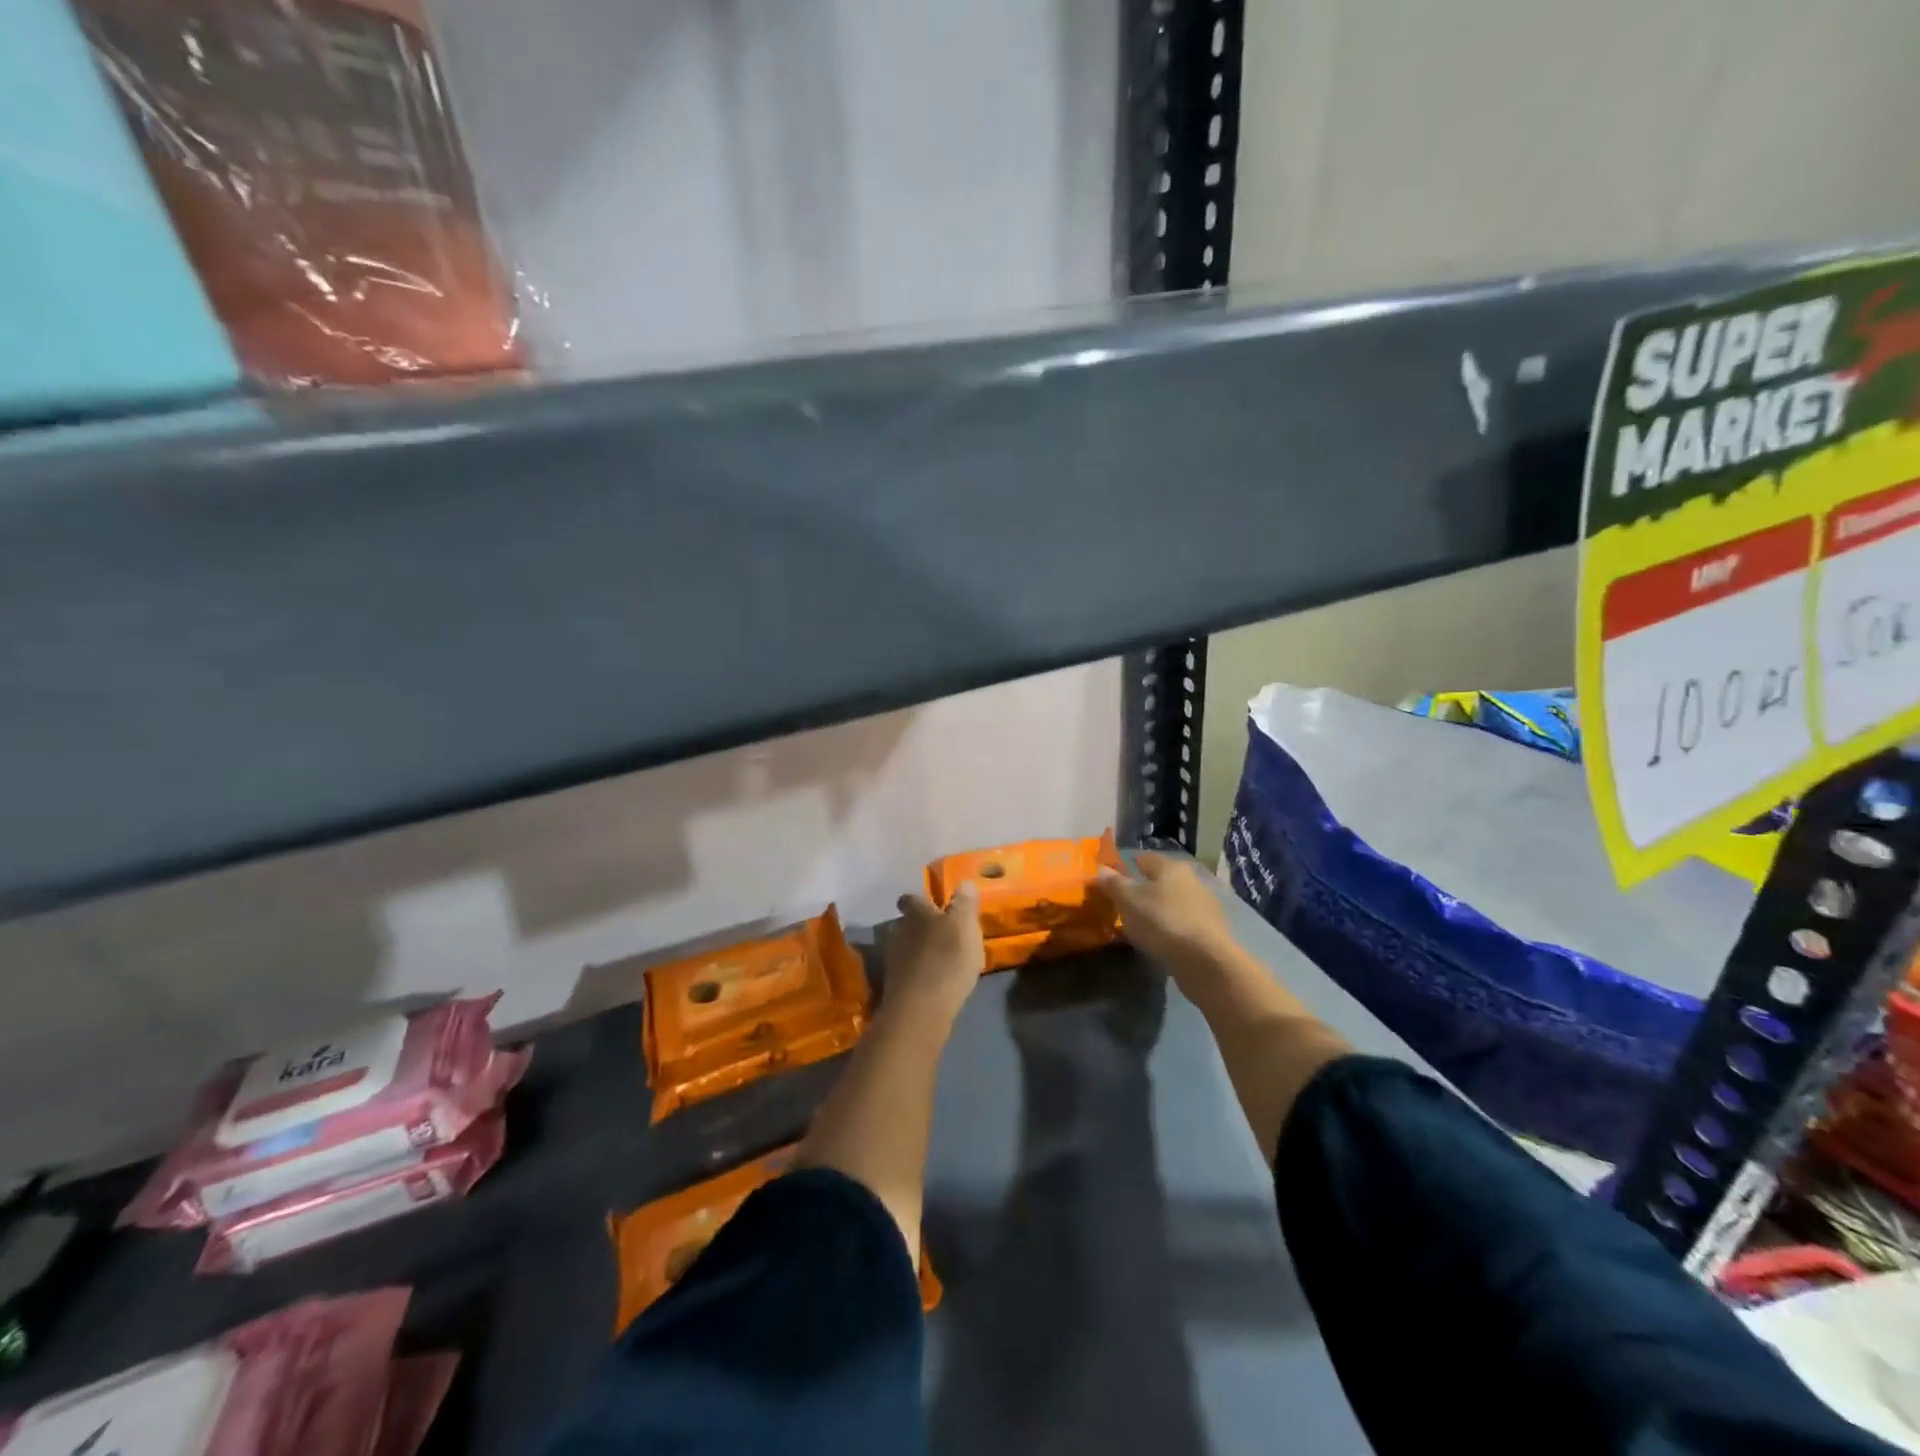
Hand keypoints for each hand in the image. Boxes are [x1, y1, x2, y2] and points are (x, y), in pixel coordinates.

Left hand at [882, 883, 983, 1030]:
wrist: (921, 1009)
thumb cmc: (946, 958)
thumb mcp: (964, 925)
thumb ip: (964, 903)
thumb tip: (964, 883)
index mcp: (916, 913)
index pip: (911, 899)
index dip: (920, 900)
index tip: (931, 904)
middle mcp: (899, 931)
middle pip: (907, 924)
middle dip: (922, 927)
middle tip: (943, 933)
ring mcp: (893, 960)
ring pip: (907, 948)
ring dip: (921, 951)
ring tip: (943, 959)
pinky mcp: (895, 987)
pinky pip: (910, 972)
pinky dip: (921, 973)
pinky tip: (936, 982)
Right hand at [1097, 852, 1237, 978]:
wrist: (1207, 962)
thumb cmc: (1163, 922)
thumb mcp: (1129, 901)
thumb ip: (1114, 884)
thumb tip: (1101, 868)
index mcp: (1171, 868)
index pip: (1145, 859)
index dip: (1127, 866)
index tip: (1112, 879)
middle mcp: (1192, 881)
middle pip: (1161, 881)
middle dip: (1143, 890)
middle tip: (1122, 904)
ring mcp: (1205, 907)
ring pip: (1173, 903)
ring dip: (1157, 911)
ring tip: (1138, 926)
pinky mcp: (1211, 932)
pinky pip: (1182, 924)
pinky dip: (1170, 929)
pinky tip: (1159, 941)